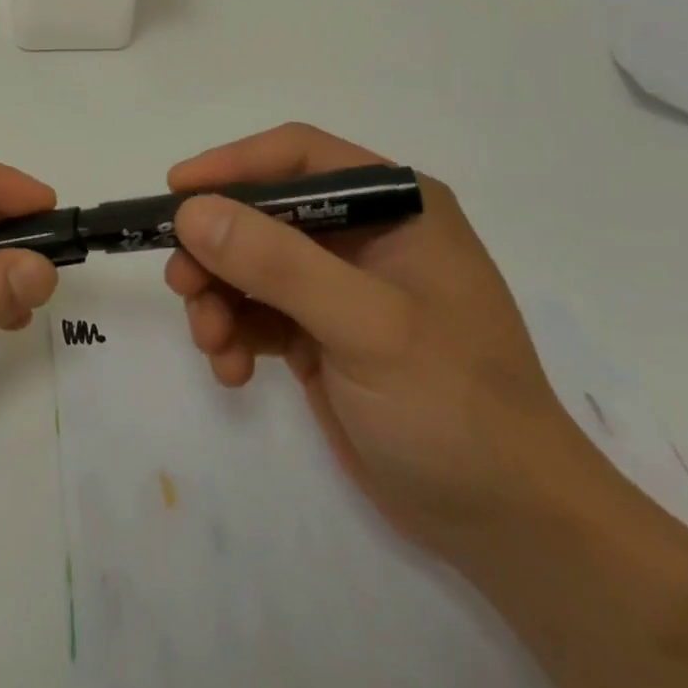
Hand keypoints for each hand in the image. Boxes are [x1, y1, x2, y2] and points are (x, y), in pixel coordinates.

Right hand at [164, 123, 602, 564]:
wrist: (511, 530)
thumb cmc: (455, 406)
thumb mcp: (368, 327)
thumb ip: (278, 264)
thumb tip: (192, 212)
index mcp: (394, 206)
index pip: (299, 157)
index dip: (234, 165)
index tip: (177, 192)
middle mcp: (364, 234)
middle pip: (263, 212)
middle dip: (217, 248)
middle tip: (183, 284)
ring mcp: (340, 286)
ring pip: (250, 263)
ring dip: (218, 297)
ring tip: (211, 342)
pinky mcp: (322, 333)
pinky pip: (256, 312)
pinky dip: (234, 334)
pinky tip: (233, 371)